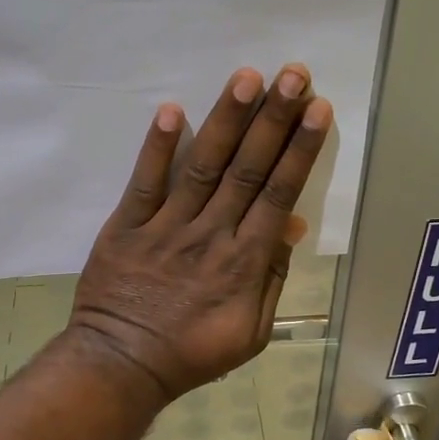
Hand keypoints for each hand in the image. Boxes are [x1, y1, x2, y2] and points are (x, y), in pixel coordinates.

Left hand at [67, 64, 331, 401]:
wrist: (121, 365)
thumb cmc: (192, 353)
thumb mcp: (251, 332)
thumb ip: (272, 278)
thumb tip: (291, 226)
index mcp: (244, 262)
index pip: (279, 194)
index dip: (299, 150)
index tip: (317, 109)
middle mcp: (210, 235)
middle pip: (247, 170)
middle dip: (272, 119)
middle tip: (292, 74)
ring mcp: (166, 228)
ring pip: (202, 167)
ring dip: (226, 121)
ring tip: (246, 78)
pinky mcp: (126, 227)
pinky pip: (144, 183)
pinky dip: (157, 148)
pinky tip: (173, 110)